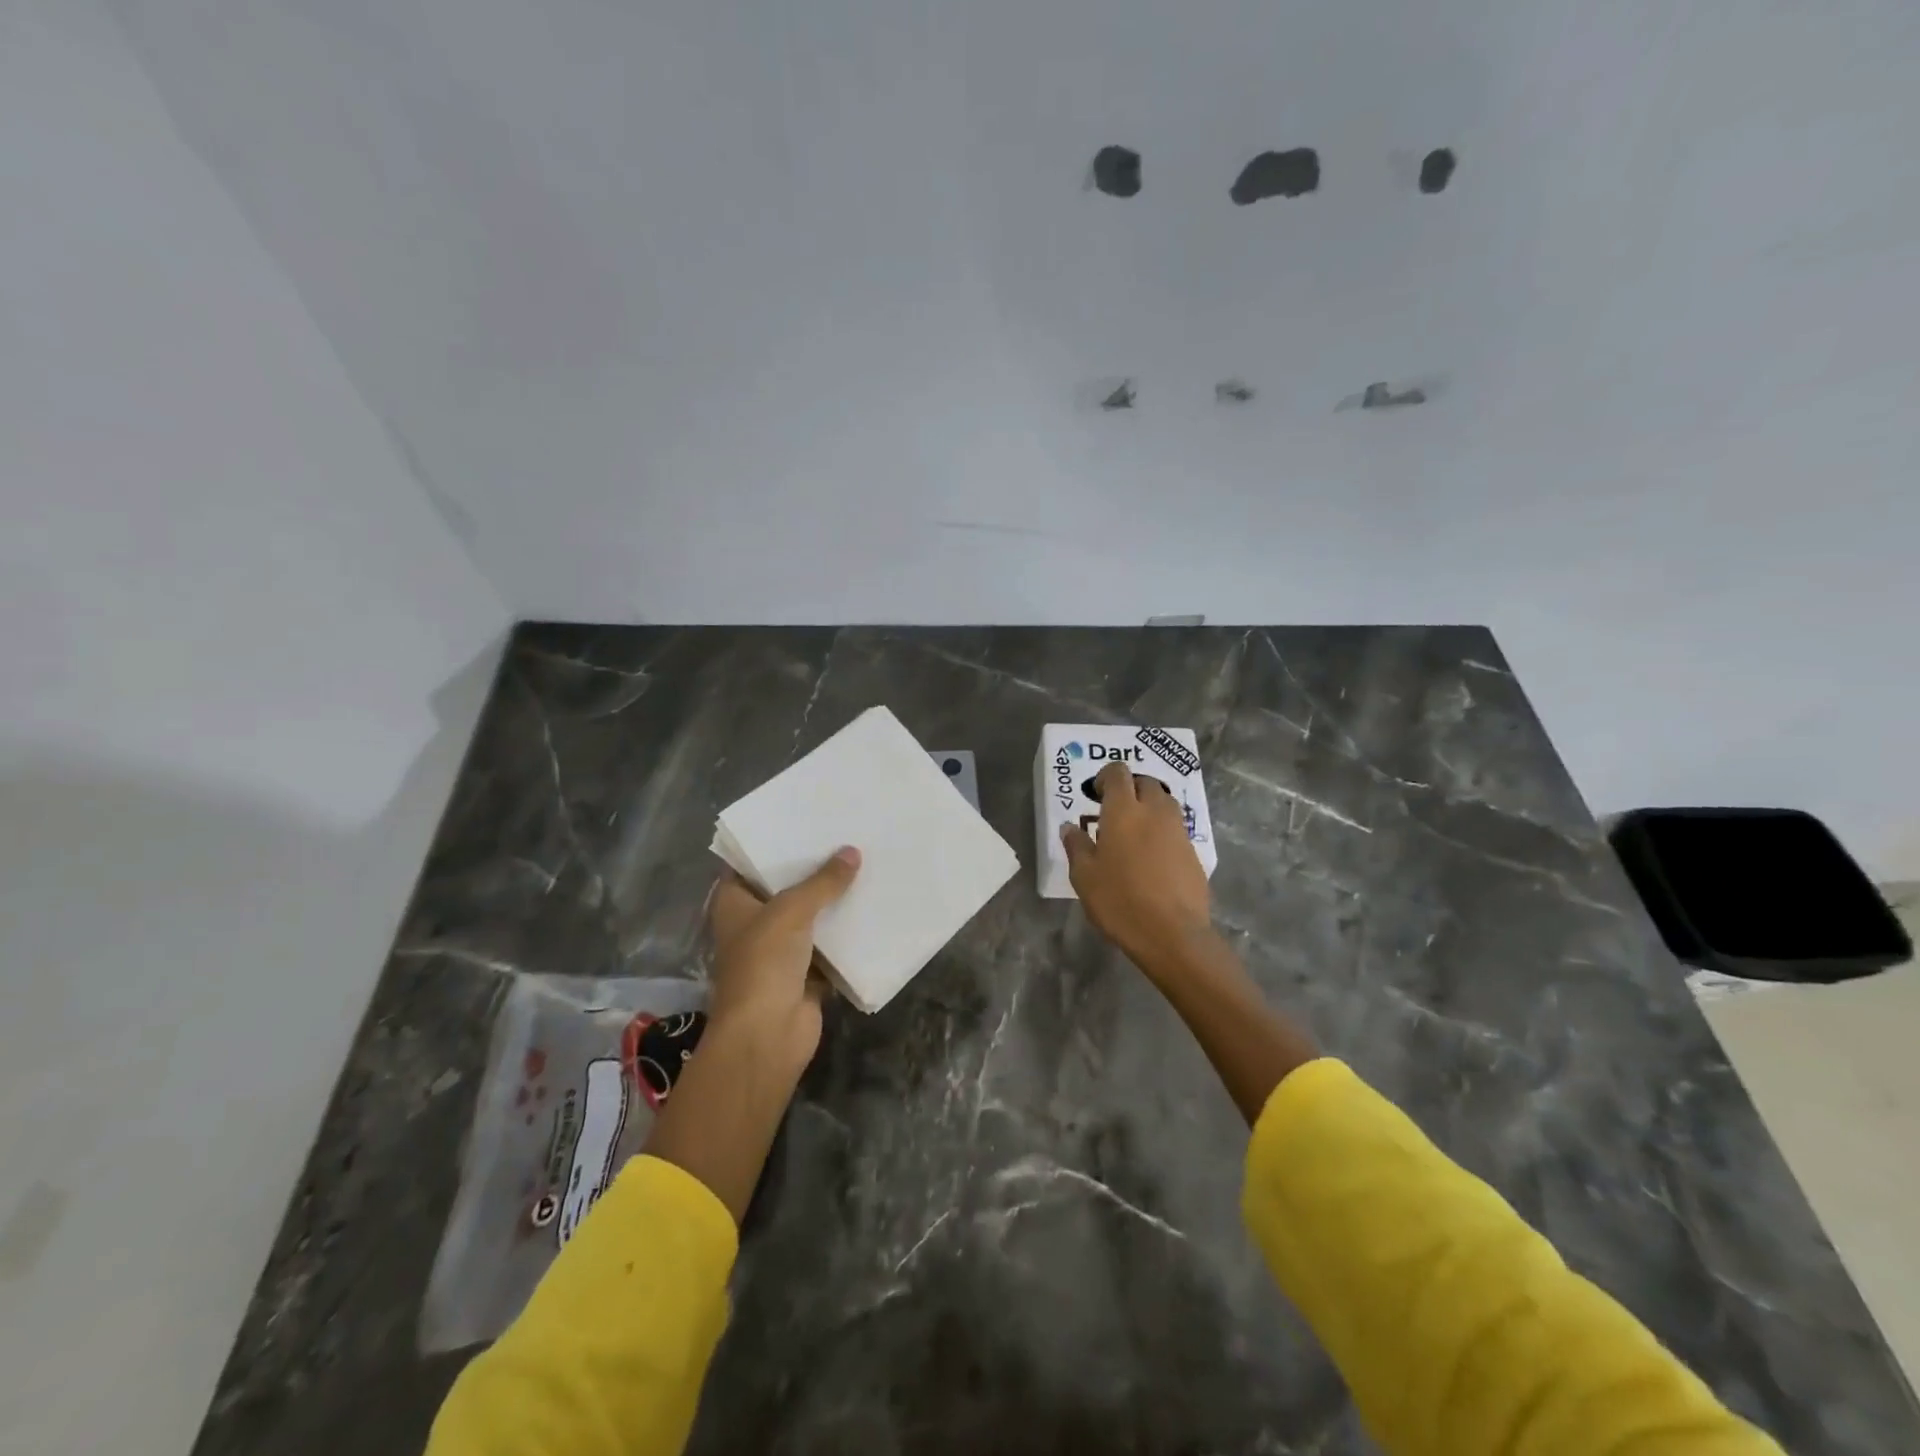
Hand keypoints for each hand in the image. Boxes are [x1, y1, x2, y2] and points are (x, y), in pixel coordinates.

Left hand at [705, 847, 859, 1073]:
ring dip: (832, 900)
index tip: (804, 822)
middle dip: (813, 869)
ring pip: (810, 917)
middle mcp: (754, 924)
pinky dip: (846, 933)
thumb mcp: (791, 911)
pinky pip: (829, 945)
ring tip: (864, 864)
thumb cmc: (763, 963)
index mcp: (734, 904)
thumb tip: (852, 852)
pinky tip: (871, 907)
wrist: (767, 1034)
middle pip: (785, 889)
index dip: (774, 844)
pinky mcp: (806, 974)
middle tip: (844, 837)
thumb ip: (822, 881)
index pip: (749, 864)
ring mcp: (780, 951)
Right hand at [1063, 761, 1211, 975]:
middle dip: (1131, 789)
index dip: (1106, 777)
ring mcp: (1178, 831)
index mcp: (1124, 811)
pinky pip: (1176, 829)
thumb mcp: (1084, 876)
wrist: (1172, 933)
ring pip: (1165, 804)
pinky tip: (1152, 858)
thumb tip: (1070, 828)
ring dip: (1150, 808)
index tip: (1096, 794)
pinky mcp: (1194, 853)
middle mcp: (1154, 812)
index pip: (1118, 773)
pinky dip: (1163, 832)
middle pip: (1146, 783)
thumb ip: (1076, 846)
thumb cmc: (1120, 901)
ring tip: (1134, 832)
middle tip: (1115, 811)